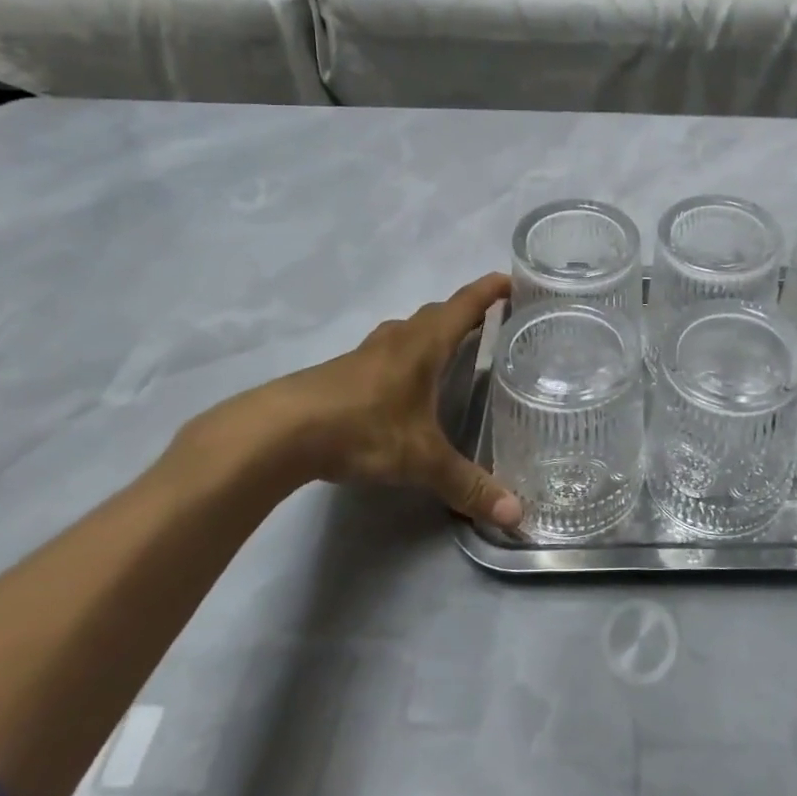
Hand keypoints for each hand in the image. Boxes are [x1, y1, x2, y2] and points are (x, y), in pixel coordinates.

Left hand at [180, 273, 522, 526]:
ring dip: (431, 333)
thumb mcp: (422, 461)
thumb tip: (516, 515)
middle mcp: (398, 339)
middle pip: (437, 313)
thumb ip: (468, 485)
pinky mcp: (343, 373)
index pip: (466, 305)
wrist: (280, 432)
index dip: (490, 290)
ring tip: (451, 352)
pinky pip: (386, 352)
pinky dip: (405, 356)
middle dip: (465, 313)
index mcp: (425, 344)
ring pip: (407, 331)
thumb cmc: (363, 429)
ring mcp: (366, 353)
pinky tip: (404, 385)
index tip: (512, 280)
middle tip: (491, 325)